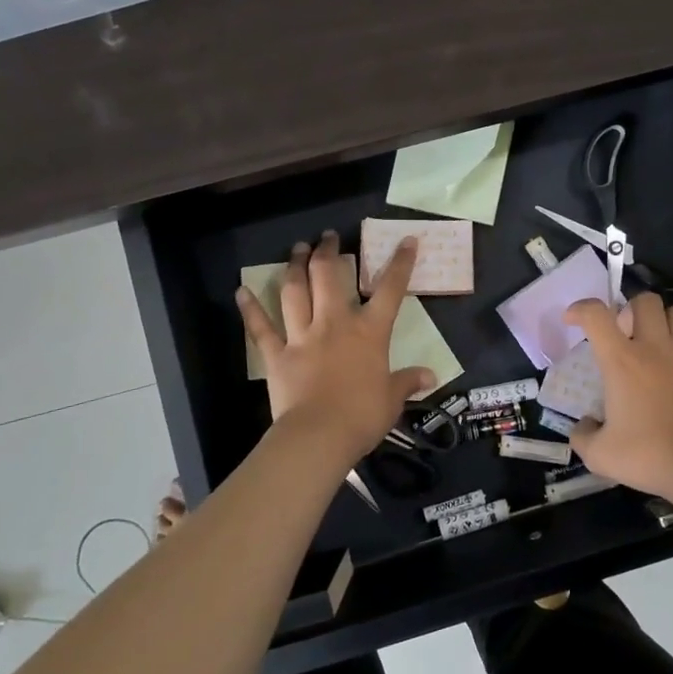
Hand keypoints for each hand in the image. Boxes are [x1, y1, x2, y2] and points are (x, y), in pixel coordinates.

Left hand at [237, 231, 433, 460]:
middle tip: (328, 237)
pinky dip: (250, 308)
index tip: (406, 240)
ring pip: (295, 291)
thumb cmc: (362, 416)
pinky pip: (260, 328)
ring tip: (297, 249)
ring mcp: (302, 336)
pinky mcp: (276, 355)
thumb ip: (408, 381)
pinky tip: (241, 290)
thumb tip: (431, 376)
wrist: (318, 437)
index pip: (390, 290)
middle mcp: (334, 324)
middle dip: (329, 252)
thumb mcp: (392, 399)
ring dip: (295, 266)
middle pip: (329, 277)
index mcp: (369, 332)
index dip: (400, 263)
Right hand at [565, 293, 672, 500]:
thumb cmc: (647, 456)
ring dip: (666, 319)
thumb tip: (583, 425)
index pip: (596, 315)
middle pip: (645, 301)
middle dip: (631, 308)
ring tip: (659, 338)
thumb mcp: (599, 454)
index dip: (580, 309)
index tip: (573, 320)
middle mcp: (654, 348)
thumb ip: (582, 436)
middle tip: (626, 332)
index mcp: (621, 361)